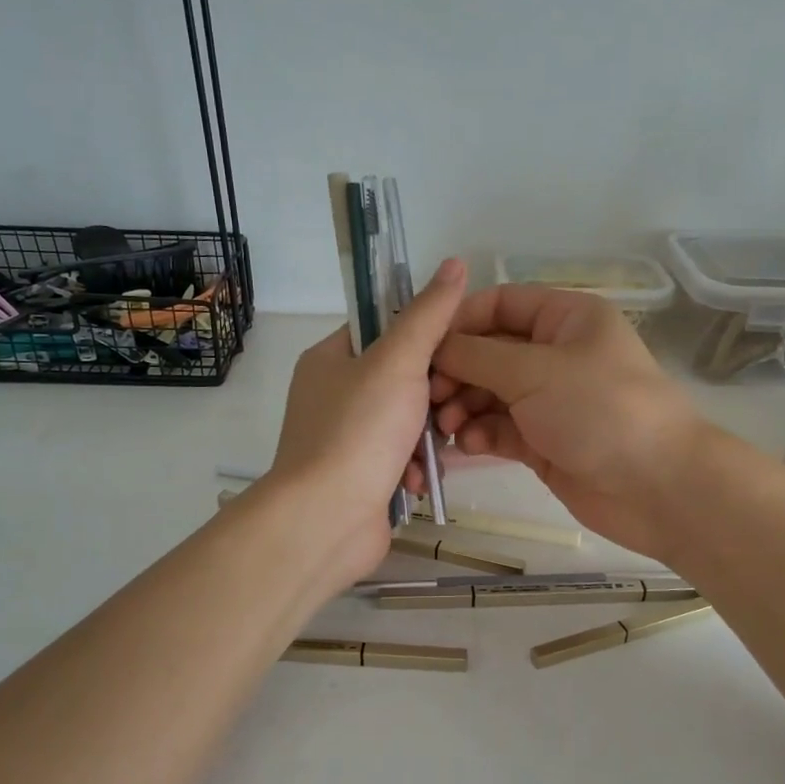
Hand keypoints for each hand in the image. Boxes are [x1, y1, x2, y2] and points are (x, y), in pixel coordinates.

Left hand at [260, 257, 467, 590]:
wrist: (326, 520)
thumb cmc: (358, 432)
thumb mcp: (398, 362)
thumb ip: (429, 315)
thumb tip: (455, 263)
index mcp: (331, 359)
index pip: (385, 329)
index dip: (426, 336)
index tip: (459, 351)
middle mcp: (335, 396)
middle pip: (404, 379)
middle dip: (435, 398)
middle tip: (450, 408)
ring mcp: (348, 440)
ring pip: (410, 423)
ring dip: (429, 439)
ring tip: (436, 451)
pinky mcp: (362, 478)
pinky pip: (403, 460)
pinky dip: (416, 470)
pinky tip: (419, 483)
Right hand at [431, 285, 709, 559]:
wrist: (657, 486)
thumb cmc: (599, 410)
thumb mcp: (534, 371)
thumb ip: (477, 356)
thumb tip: (435, 346)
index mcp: (566, 319)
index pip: (500, 305)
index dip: (459, 322)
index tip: (423, 348)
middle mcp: (556, 354)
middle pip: (489, 352)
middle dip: (457, 371)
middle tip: (429, 396)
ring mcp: (550, 401)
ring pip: (490, 393)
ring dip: (463, 405)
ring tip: (445, 424)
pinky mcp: (544, 442)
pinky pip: (500, 429)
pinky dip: (480, 434)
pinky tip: (467, 444)